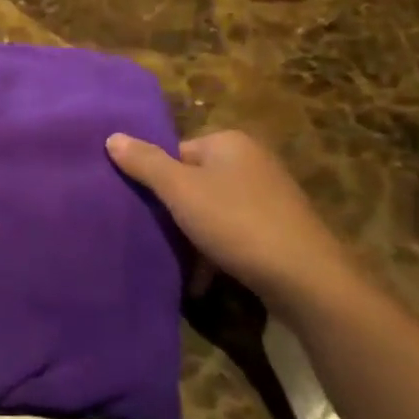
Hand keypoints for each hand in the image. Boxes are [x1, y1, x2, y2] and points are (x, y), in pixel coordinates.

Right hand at [107, 130, 350, 308]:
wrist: (307, 279)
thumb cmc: (237, 223)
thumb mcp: (181, 191)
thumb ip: (145, 163)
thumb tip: (112, 136)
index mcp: (229, 142)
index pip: (176, 152)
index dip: (158, 181)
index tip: (148, 210)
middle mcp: (252, 160)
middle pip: (195, 181)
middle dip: (176, 212)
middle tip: (158, 238)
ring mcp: (270, 195)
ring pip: (214, 210)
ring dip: (195, 237)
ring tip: (179, 265)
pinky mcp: (281, 229)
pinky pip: (236, 233)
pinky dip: (218, 252)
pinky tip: (205, 281)